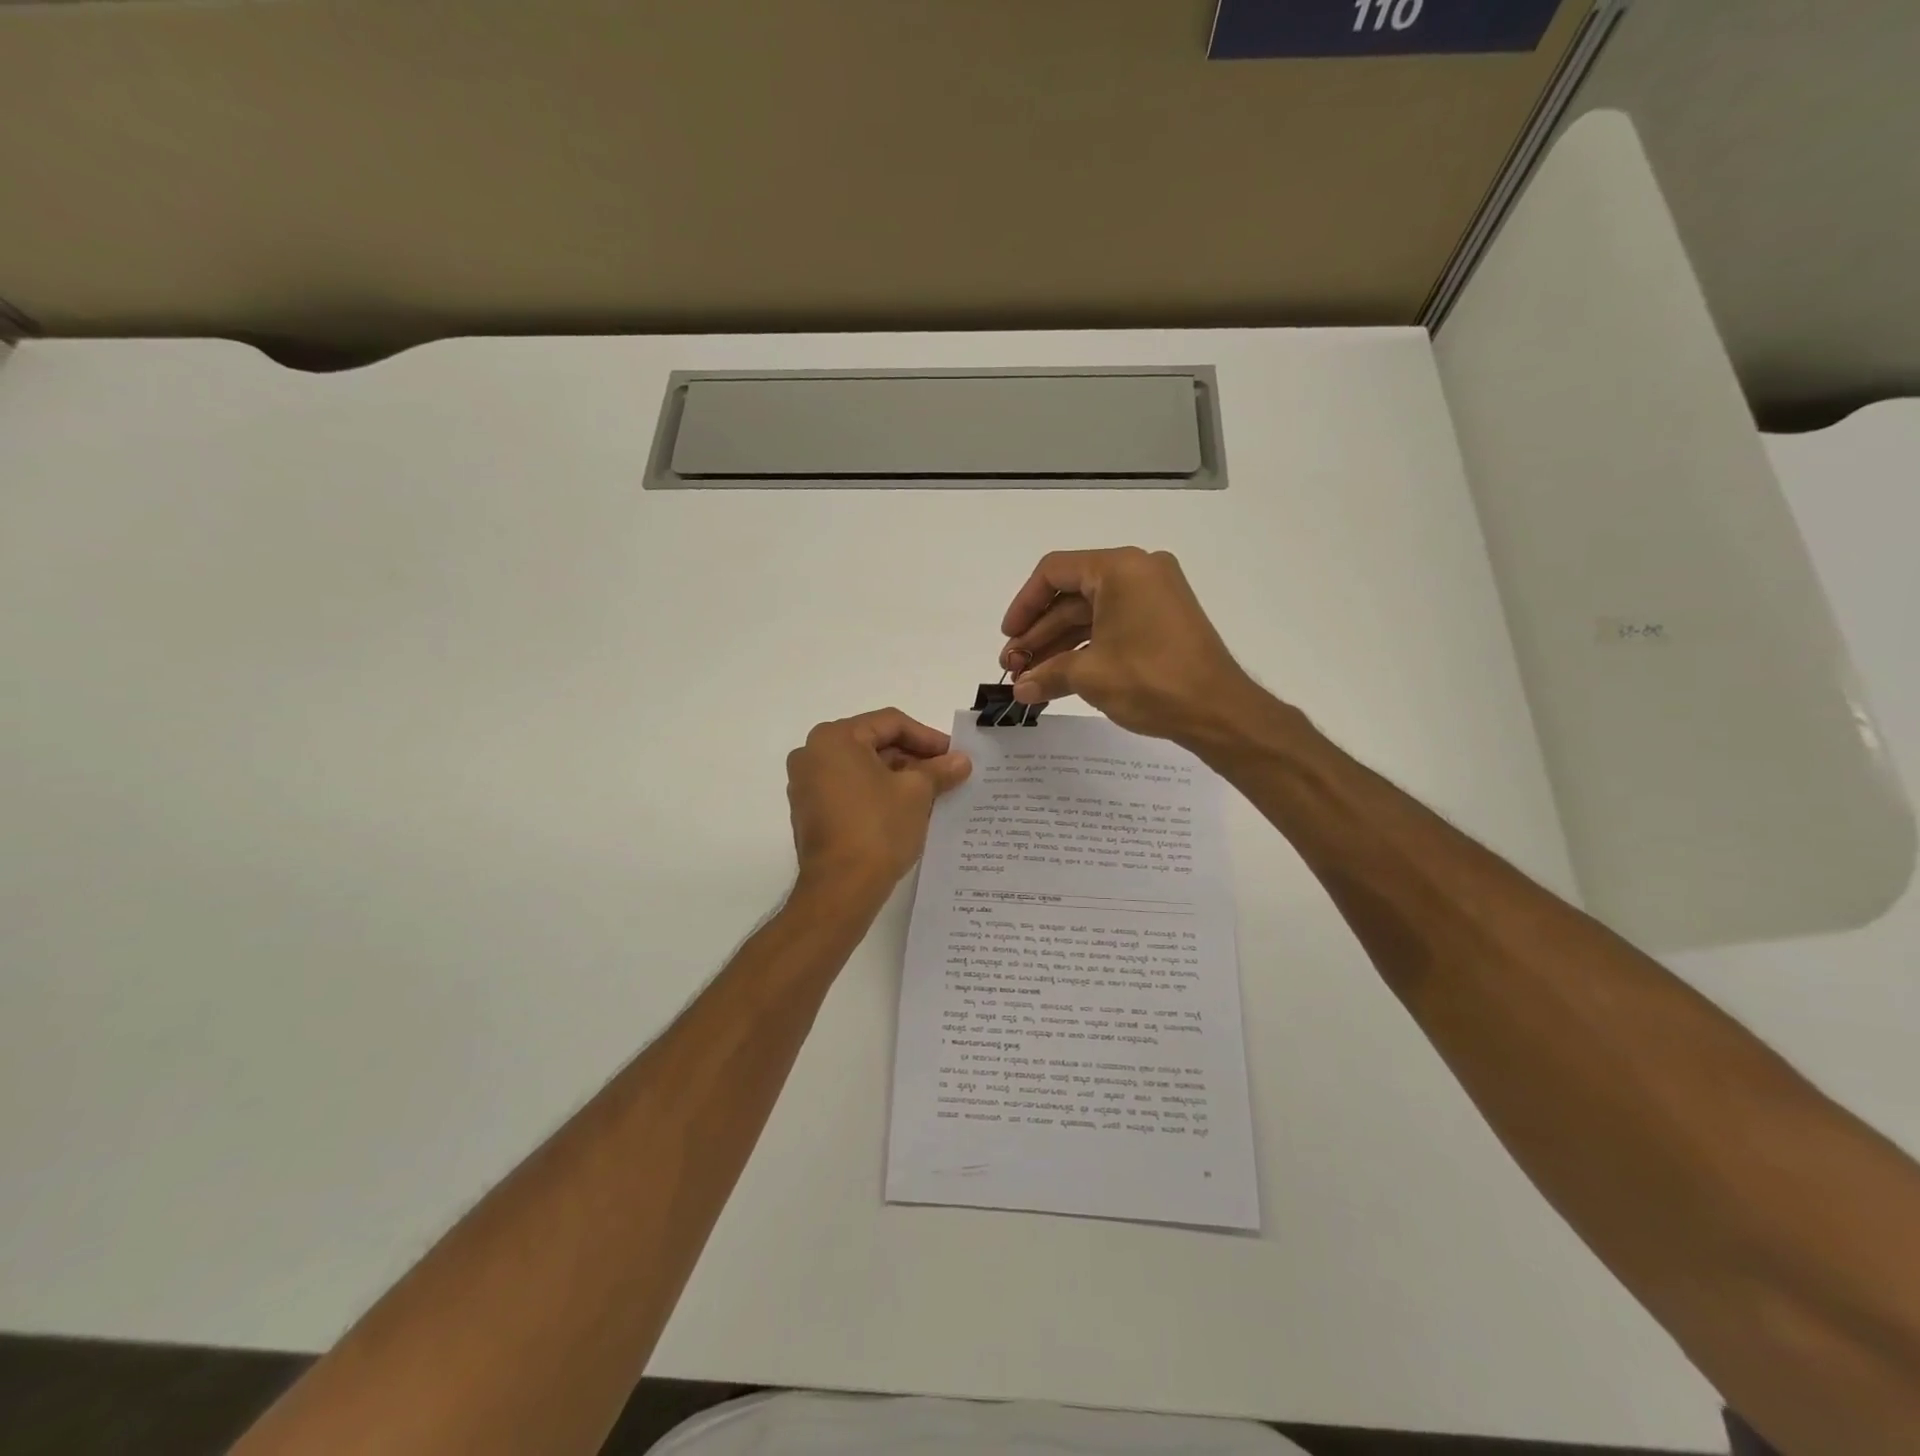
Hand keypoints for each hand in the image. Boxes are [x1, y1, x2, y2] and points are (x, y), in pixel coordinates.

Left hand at [786, 708, 971, 901]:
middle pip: (873, 744)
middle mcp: (812, 754)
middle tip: (946, 774)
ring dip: (897, 777)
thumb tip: (961, 761)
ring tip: (931, 793)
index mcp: (834, 738)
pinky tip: (905, 810)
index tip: (954, 756)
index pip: (890, 723)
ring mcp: (806, 785)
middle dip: (913, 758)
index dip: (928, 737)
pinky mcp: (809, 812)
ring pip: (862, 769)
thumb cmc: (877, 828)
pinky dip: (876, 794)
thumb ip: (939, 770)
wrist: (840, 888)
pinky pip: (849, 790)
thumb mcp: (917, 793)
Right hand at [999, 547, 1263, 746]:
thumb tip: (1020, 691)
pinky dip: (1086, 647)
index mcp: (1120, 568)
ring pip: (1091, 614)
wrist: (1218, 711)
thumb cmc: (1151, 681)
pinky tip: (1060, 676)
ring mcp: (1154, 595)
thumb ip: (1047, 675)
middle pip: (1071, 595)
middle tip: (1014, 667)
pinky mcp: (1163, 620)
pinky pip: (1113, 624)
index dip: (1023, 606)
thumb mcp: (1090, 675)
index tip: (1008, 638)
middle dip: (1039, 633)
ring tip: (1030, 678)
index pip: (1054, 573)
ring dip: (1058, 644)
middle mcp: (1139, 571)